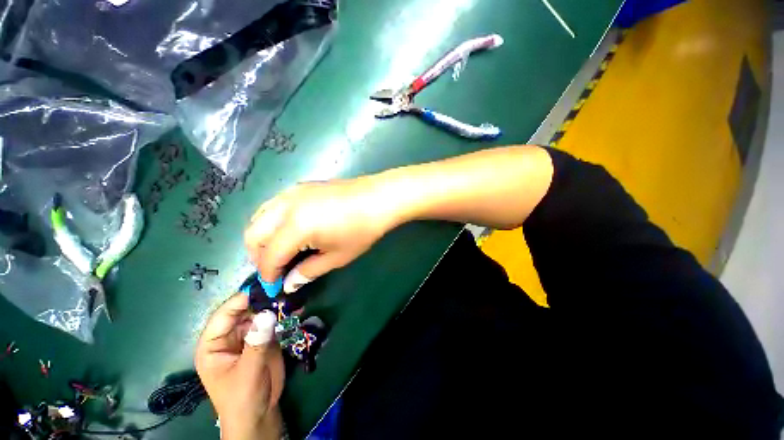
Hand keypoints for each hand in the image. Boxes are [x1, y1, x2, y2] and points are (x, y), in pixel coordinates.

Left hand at [195, 294, 284, 439]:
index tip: (263, 287)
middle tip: (282, 289)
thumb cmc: (243, 398)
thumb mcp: (247, 372)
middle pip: (244, 311)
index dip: (240, 300)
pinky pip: (273, 322)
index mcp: (214, 344)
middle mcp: (230, 336)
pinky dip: (284, 315)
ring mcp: (249, 336)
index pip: (224, 315)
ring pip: (260, 314)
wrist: (260, 414)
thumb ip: (256, 343)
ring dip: (275, 305)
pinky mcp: (265, 338)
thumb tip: (267, 313)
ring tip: (291, 295)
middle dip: (262, 300)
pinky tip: (297, 308)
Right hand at [245, 178, 393, 291]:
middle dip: (258, 256)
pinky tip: (288, 229)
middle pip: (253, 234)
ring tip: (279, 251)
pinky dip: (271, 221)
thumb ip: (308, 271)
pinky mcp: (299, 186)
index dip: (268, 274)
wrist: (378, 198)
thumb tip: (288, 283)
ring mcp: (291, 192)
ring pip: (259, 217)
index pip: (270, 256)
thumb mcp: (337, 256)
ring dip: (263, 237)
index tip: (273, 286)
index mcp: (295, 227)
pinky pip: (272, 205)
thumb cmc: (362, 230)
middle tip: (274, 269)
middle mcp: (285, 207)